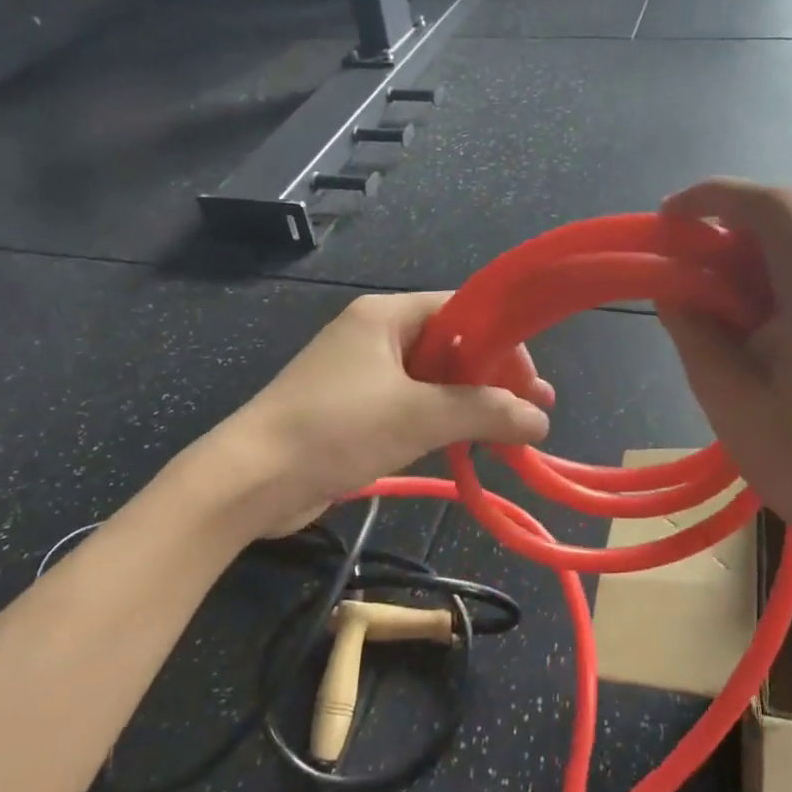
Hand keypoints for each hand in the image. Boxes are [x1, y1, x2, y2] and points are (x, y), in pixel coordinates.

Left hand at [209, 292, 552, 538]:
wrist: (250, 480)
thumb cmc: (336, 428)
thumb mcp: (419, 416)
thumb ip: (485, 412)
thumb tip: (541, 420)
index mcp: (386, 316)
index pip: (461, 310)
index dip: (502, 341)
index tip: (531, 382)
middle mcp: (375, 335)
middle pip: (451, 346)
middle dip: (493, 379)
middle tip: (533, 413)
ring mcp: (362, 374)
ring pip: (433, 380)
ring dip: (471, 405)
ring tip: (511, 436)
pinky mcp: (354, 410)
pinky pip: (411, 406)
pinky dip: (442, 422)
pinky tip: (468, 446)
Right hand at [657, 179, 791, 561]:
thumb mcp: (723, 390)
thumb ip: (691, 324)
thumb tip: (670, 285)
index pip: (770, 206)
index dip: (712, 196)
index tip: (668, 218)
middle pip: (790, 211)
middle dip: (729, 216)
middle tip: (684, 249)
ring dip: (751, 244)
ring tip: (708, 282)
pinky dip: (773, 269)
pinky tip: (747, 310)